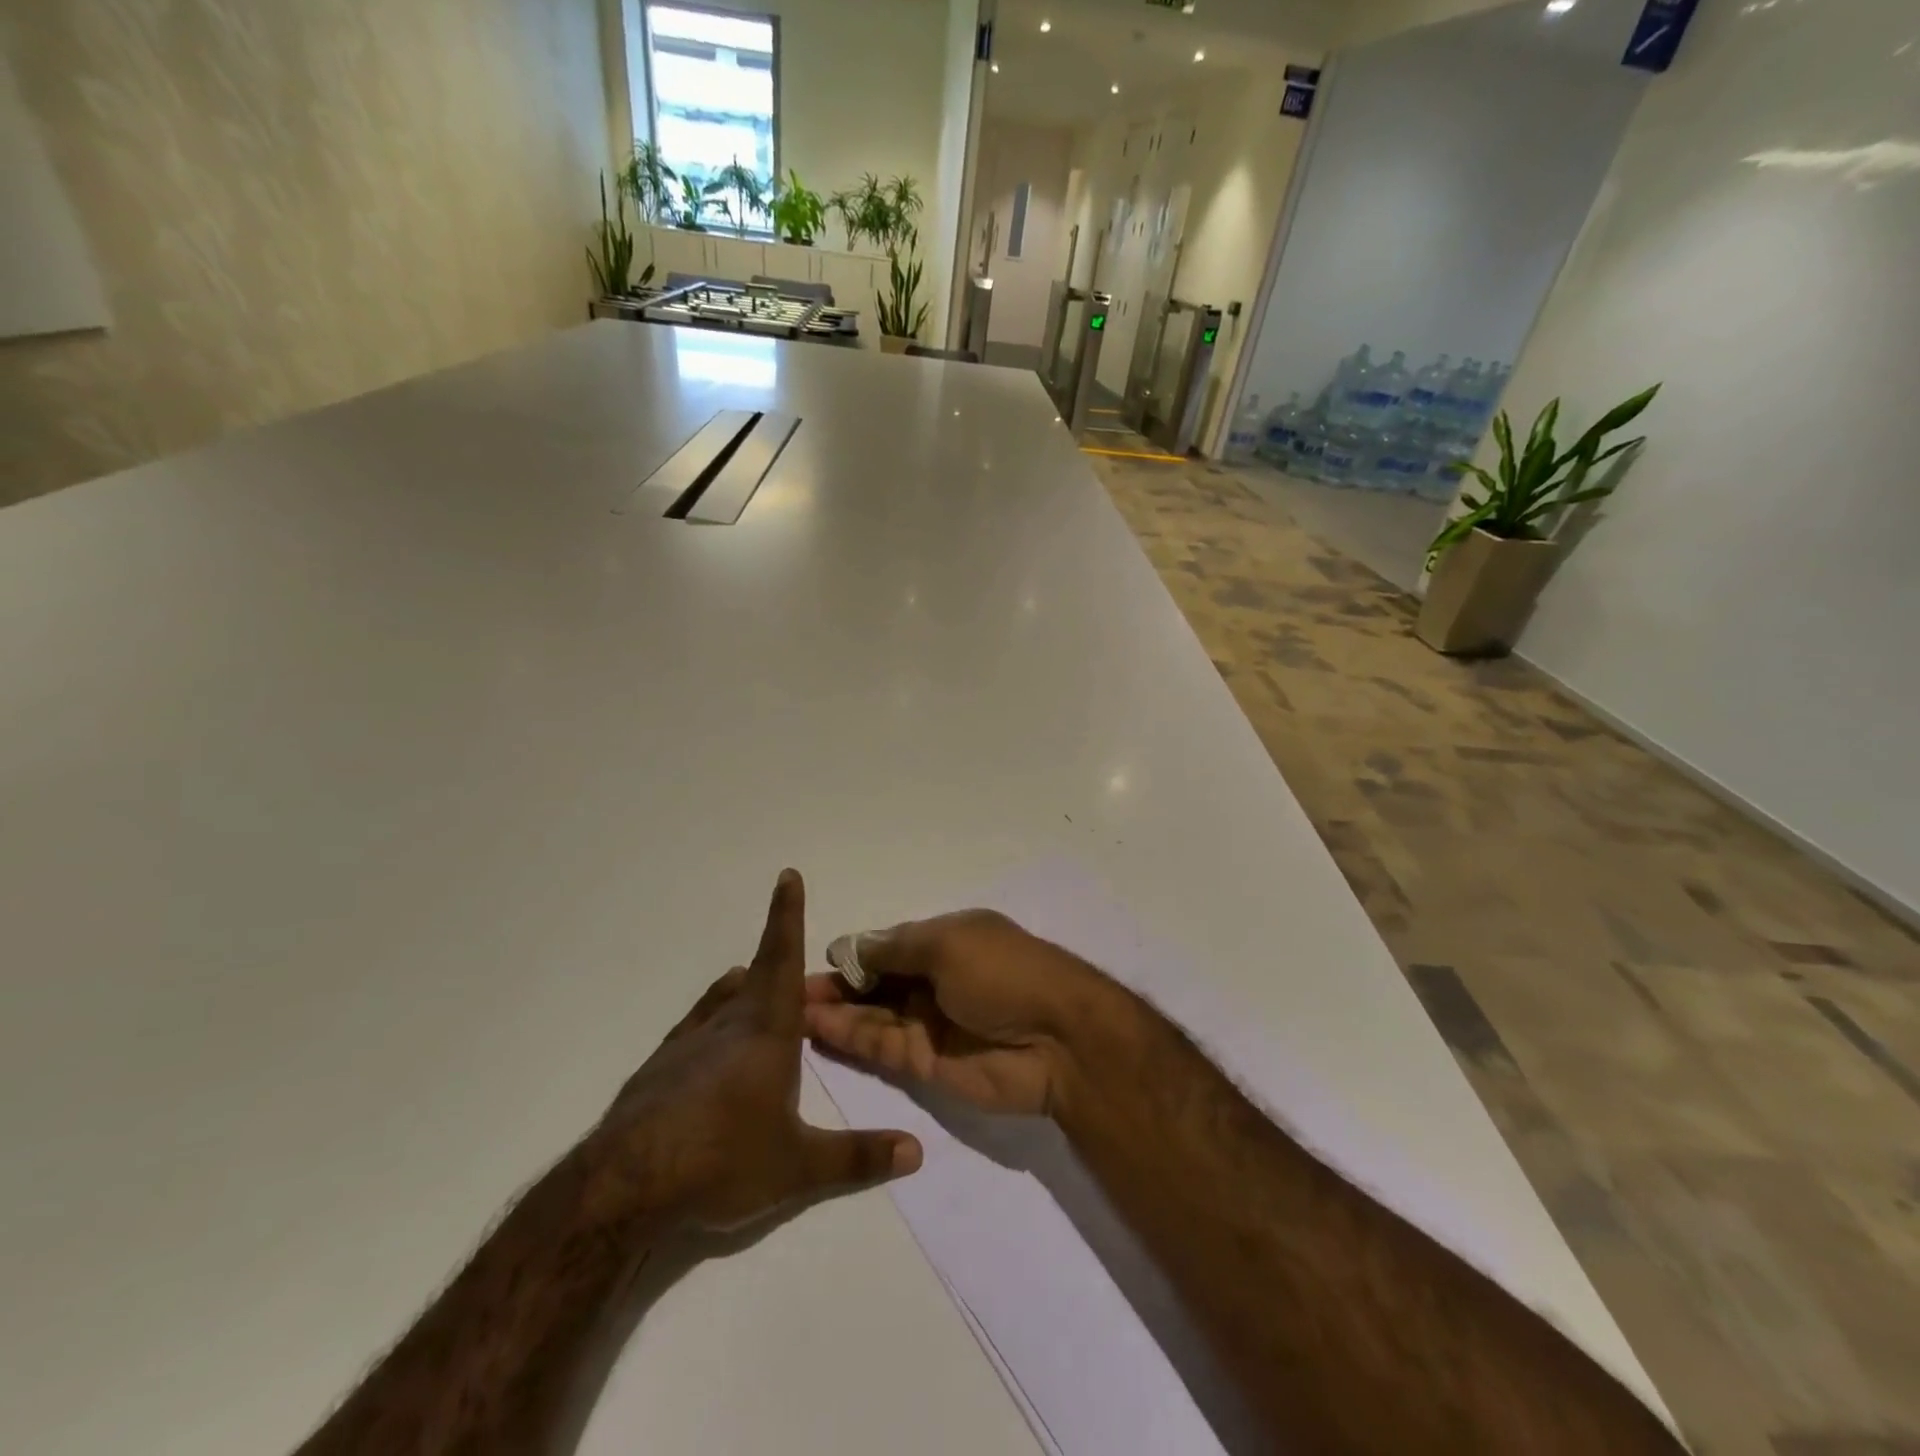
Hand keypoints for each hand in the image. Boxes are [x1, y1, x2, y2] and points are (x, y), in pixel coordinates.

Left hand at [584, 870, 921, 1232]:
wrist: (622, 1188)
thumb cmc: (722, 1161)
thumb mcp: (797, 1166)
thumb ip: (858, 1157)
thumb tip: (916, 1152)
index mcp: (765, 1029)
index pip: (781, 957)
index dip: (787, 914)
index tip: (787, 875)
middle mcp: (727, 1022)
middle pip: (757, 974)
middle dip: (779, 957)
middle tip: (798, 968)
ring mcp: (687, 1042)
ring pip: (724, 998)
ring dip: (746, 988)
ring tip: (758, 993)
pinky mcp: (659, 1067)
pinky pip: (697, 1027)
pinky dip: (716, 1021)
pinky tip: (714, 1052)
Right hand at [803, 909, 1111, 1115]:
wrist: (1058, 1040)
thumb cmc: (1004, 972)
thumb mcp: (948, 943)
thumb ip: (894, 949)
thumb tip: (850, 945)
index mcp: (945, 942)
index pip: (887, 948)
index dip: (852, 956)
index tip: (811, 961)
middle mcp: (934, 981)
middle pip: (875, 984)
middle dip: (836, 986)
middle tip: (786, 993)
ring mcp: (929, 1024)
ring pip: (872, 1016)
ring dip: (834, 1013)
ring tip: (789, 1012)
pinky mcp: (926, 1064)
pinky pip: (880, 1047)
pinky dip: (850, 1038)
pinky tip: (816, 1029)